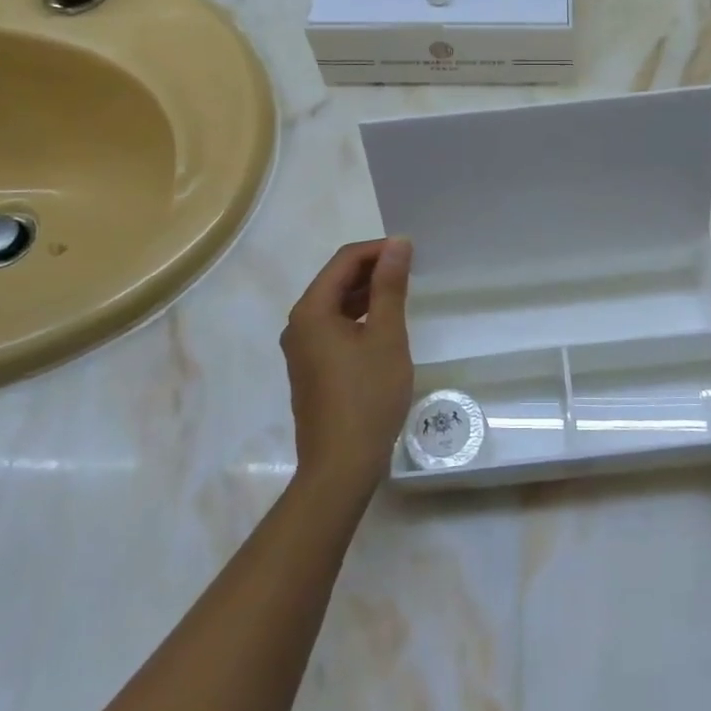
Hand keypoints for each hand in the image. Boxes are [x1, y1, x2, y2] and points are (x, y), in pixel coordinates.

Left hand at [280, 238, 414, 502]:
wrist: (341, 466)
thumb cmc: (367, 397)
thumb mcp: (386, 337)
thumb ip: (390, 287)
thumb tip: (397, 245)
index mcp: (311, 311)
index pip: (344, 261)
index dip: (378, 249)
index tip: (412, 250)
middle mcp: (299, 325)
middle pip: (335, 281)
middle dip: (372, 269)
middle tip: (412, 268)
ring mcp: (302, 350)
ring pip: (336, 306)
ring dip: (367, 293)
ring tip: (402, 291)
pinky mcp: (311, 370)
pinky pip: (335, 328)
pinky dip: (359, 317)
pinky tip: (384, 325)